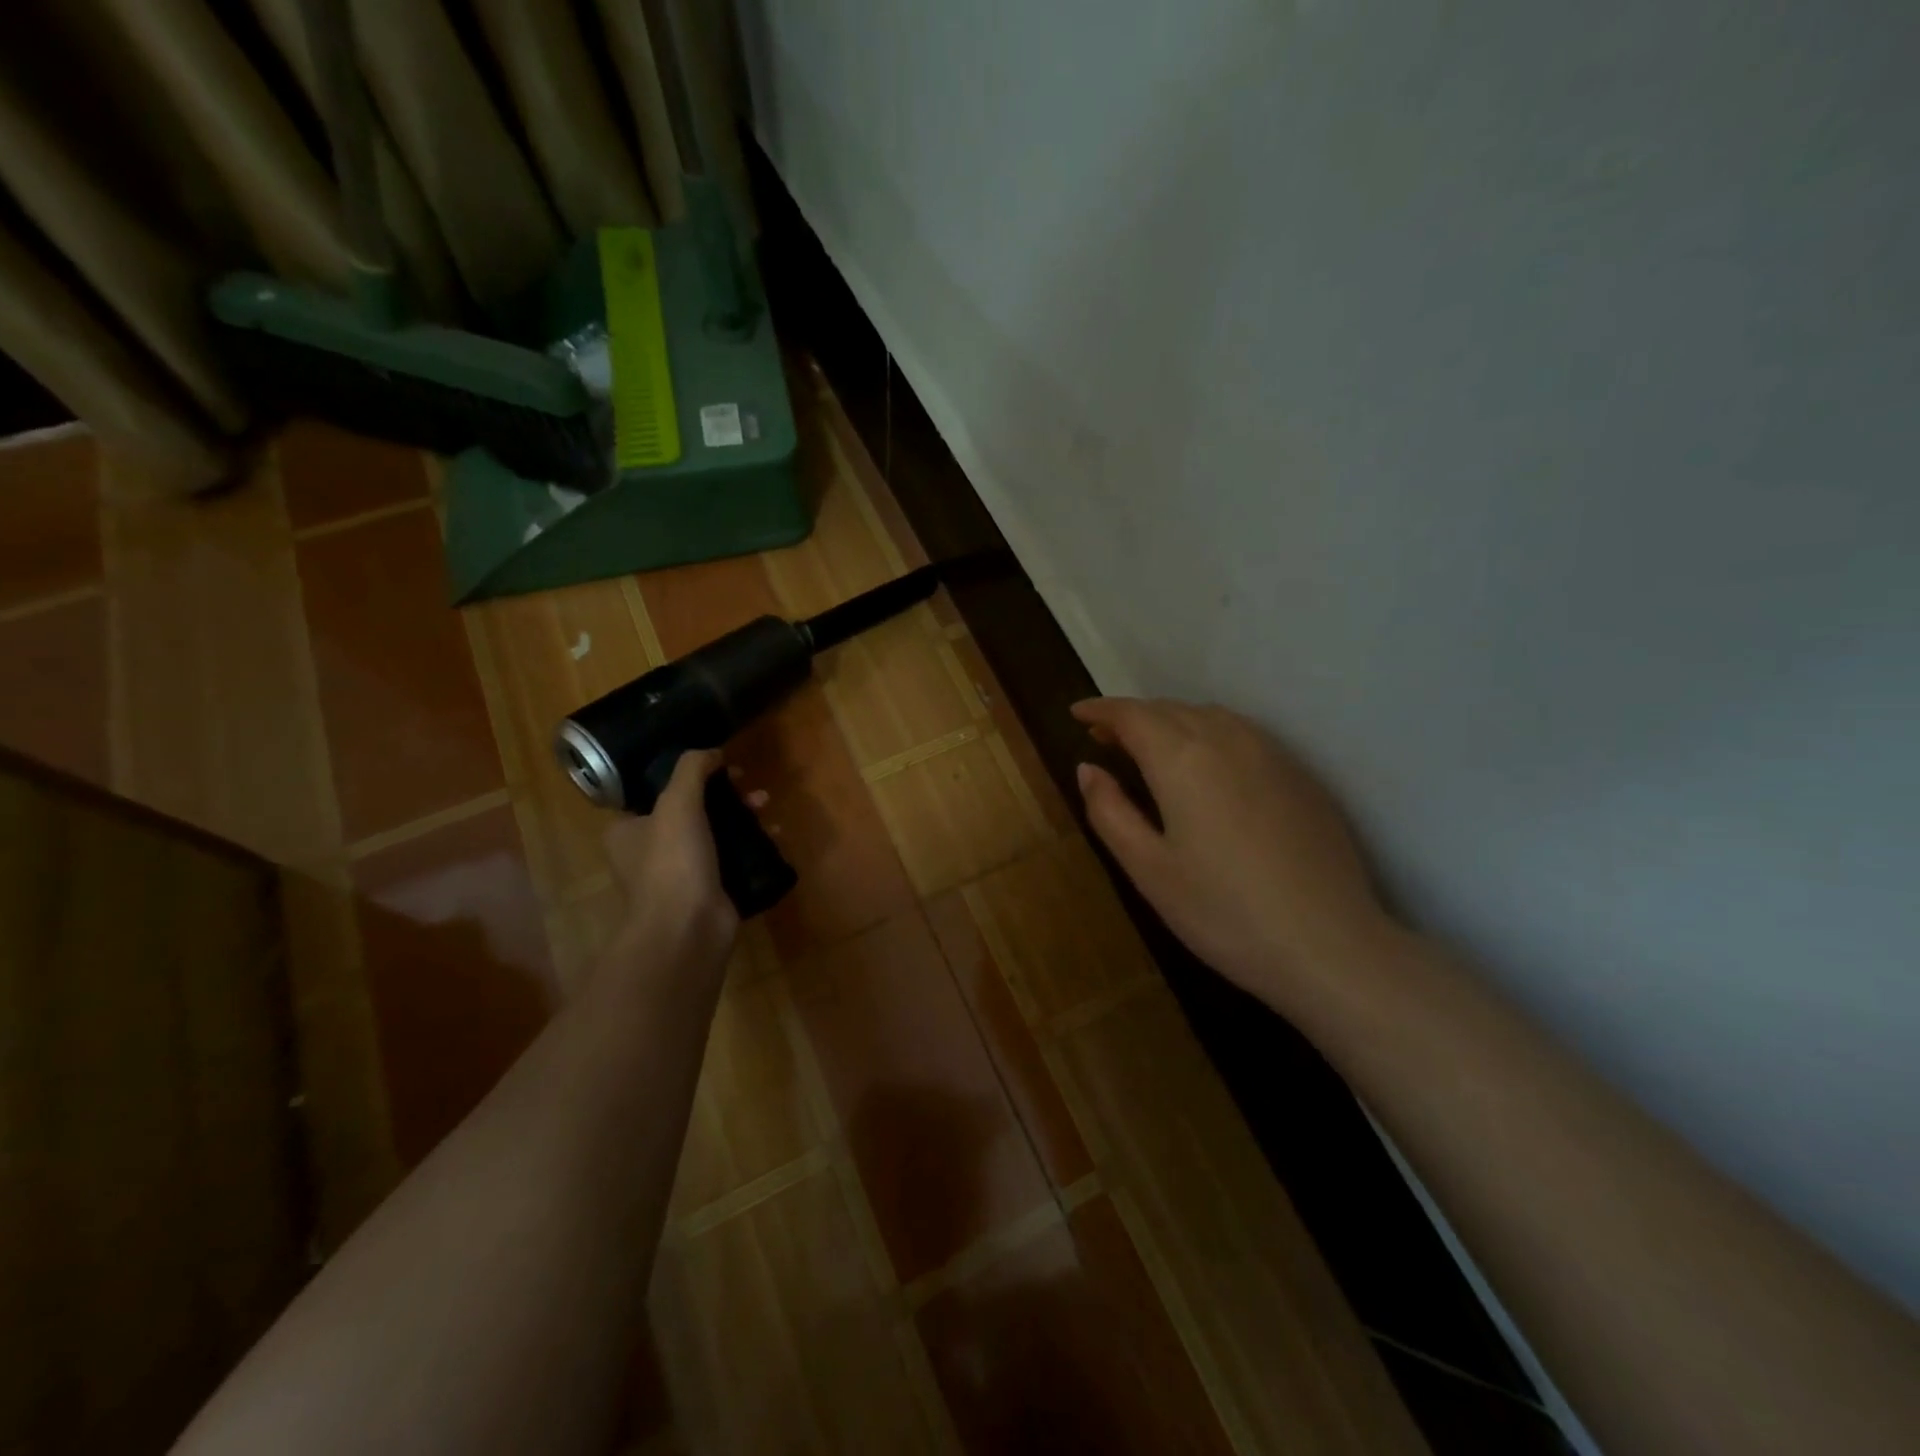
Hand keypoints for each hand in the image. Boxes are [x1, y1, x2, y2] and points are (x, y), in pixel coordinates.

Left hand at [600, 749, 744, 977]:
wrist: (687, 929)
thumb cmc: (672, 862)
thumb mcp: (677, 802)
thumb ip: (692, 769)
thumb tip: (712, 751)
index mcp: (628, 831)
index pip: (654, 793)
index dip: (687, 775)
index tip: (718, 766)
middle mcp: (650, 852)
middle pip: (692, 810)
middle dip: (725, 795)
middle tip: (749, 785)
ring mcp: (682, 874)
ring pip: (716, 833)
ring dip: (743, 816)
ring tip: (766, 805)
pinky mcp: (711, 890)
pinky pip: (735, 858)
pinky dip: (754, 845)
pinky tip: (775, 834)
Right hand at [1072, 698, 1391, 1005]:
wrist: (1330, 945)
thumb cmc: (1223, 912)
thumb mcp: (1148, 869)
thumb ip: (1110, 811)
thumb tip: (1087, 768)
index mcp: (1182, 758)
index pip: (1132, 715)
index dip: (1100, 710)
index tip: (1077, 714)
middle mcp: (1227, 739)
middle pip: (1170, 710)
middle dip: (1133, 717)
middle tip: (1105, 738)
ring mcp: (1271, 753)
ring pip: (1210, 716)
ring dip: (1172, 722)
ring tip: (1151, 749)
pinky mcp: (1300, 775)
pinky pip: (1243, 734)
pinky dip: (1209, 734)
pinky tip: (1207, 767)